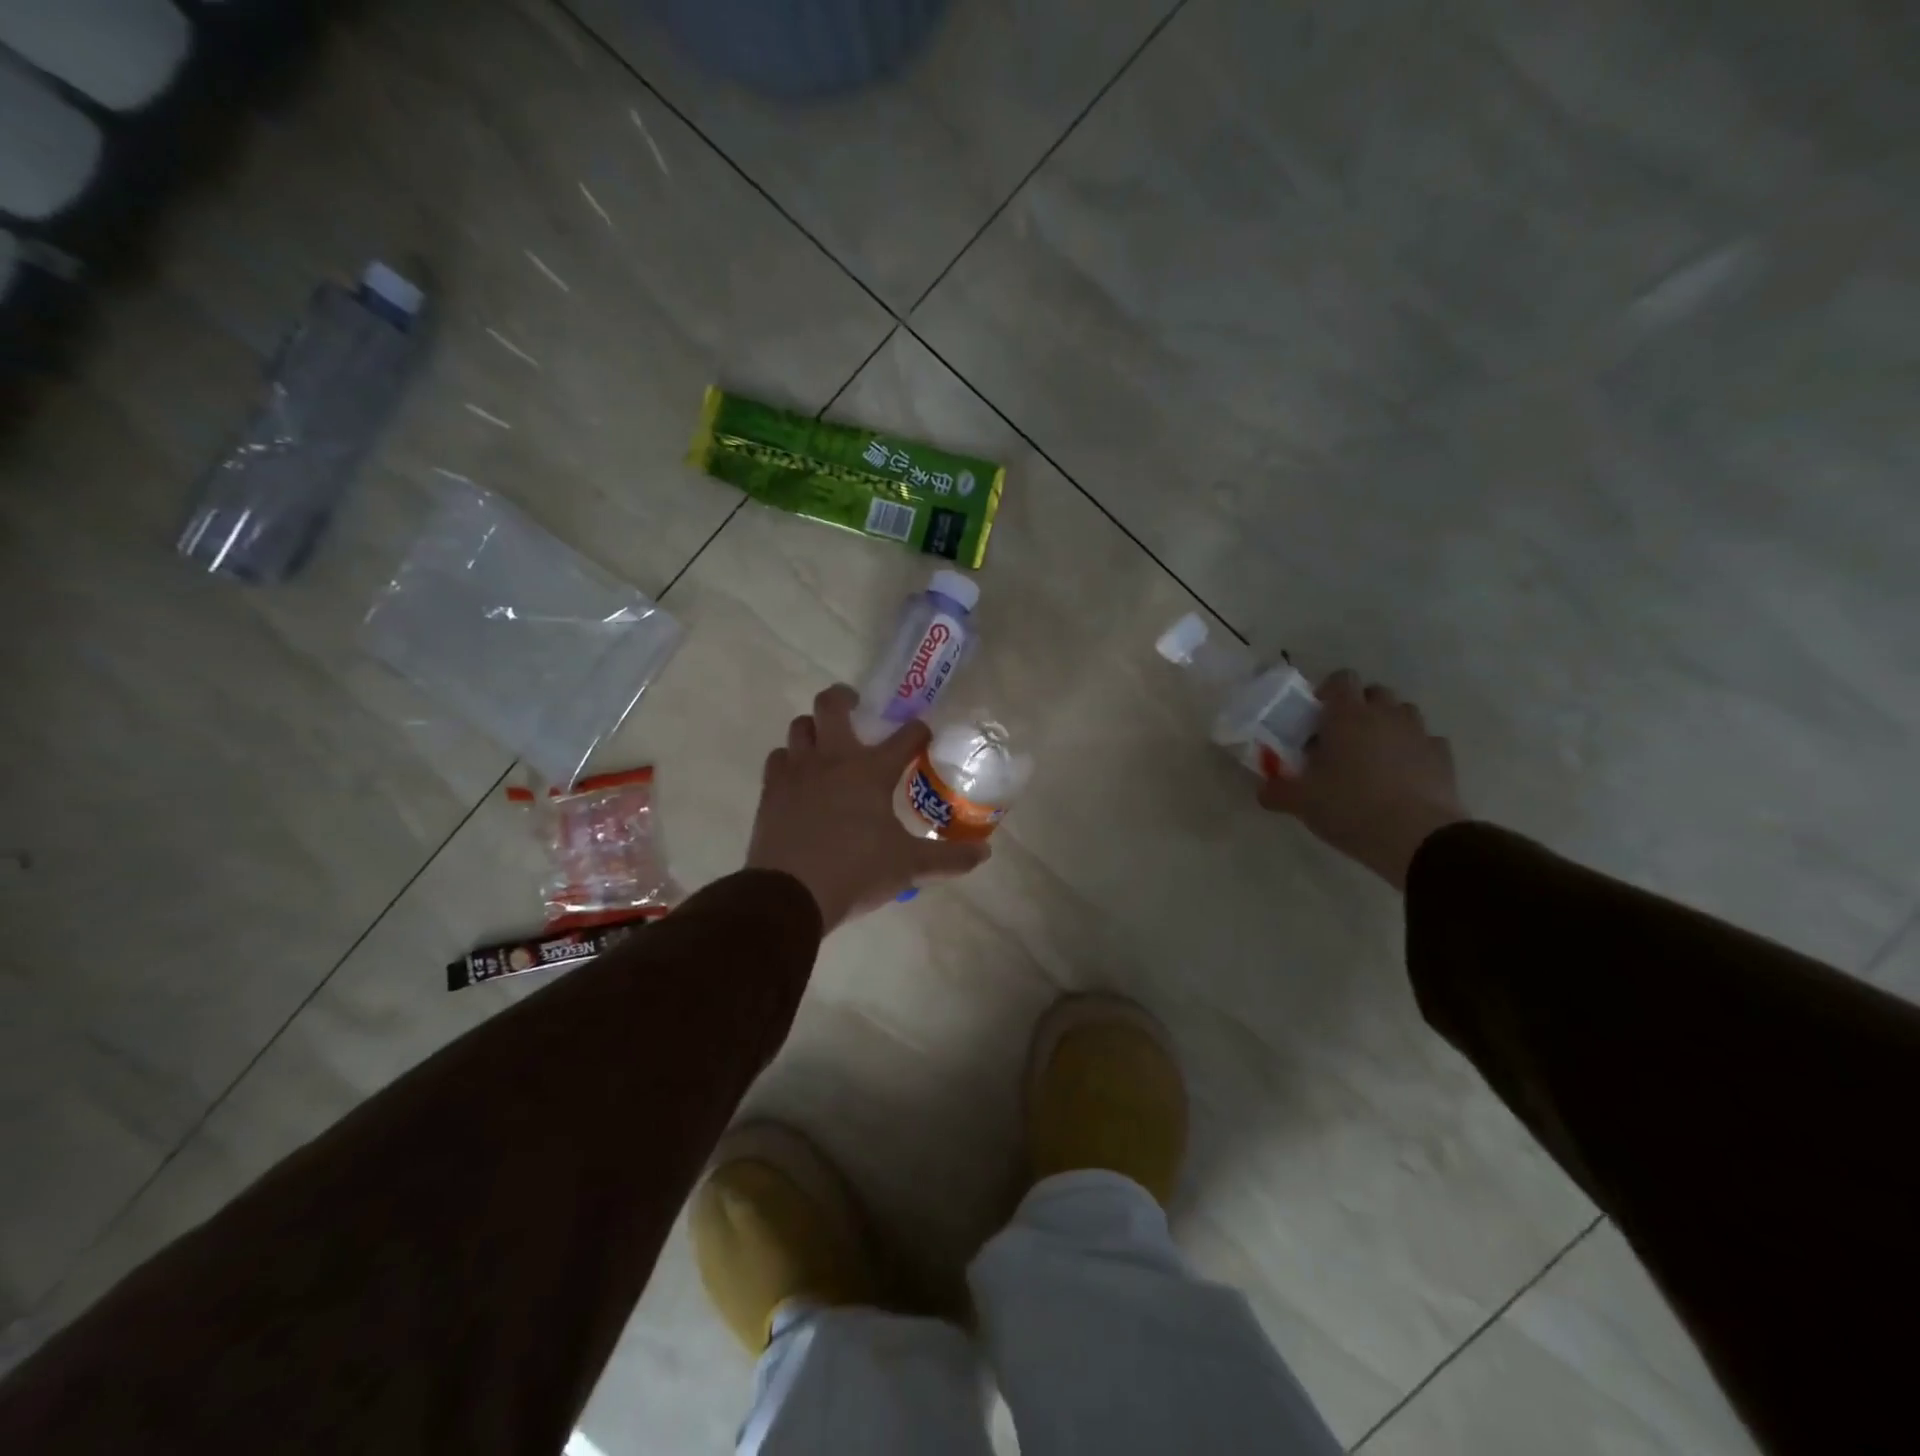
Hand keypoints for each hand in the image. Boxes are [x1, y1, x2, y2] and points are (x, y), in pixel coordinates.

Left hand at [747, 684, 989, 930]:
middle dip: (844, 698)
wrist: (790, 894)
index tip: (922, 736)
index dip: (918, 731)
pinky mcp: (771, 791)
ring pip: (800, 727)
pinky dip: (790, 760)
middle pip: (831, 705)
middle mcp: (832, 759)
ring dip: (814, 728)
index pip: (904, 736)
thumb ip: (948, 858)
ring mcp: (797, 772)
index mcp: (871, 770)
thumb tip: (984, 854)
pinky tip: (799, 777)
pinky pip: (778, 759)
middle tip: (856, 707)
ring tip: (825, 743)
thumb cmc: (856, 871)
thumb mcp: (909, 866)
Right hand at [1259, 671, 1467, 889]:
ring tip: (1374, 757)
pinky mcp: (1444, 758)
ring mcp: (1419, 734)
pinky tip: (1403, 776)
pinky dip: (1414, 751)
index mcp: (1347, 716)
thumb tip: (1264, 789)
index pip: (1341, 679)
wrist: (1418, 838)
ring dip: (1388, 726)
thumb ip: (1277, 790)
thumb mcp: (1301, 802)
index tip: (1317, 718)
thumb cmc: (1350, 808)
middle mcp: (1385, 715)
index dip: (1328, 692)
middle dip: (1359, 709)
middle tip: (1342, 739)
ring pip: (1403, 714)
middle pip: (1375, 693)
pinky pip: (1427, 742)